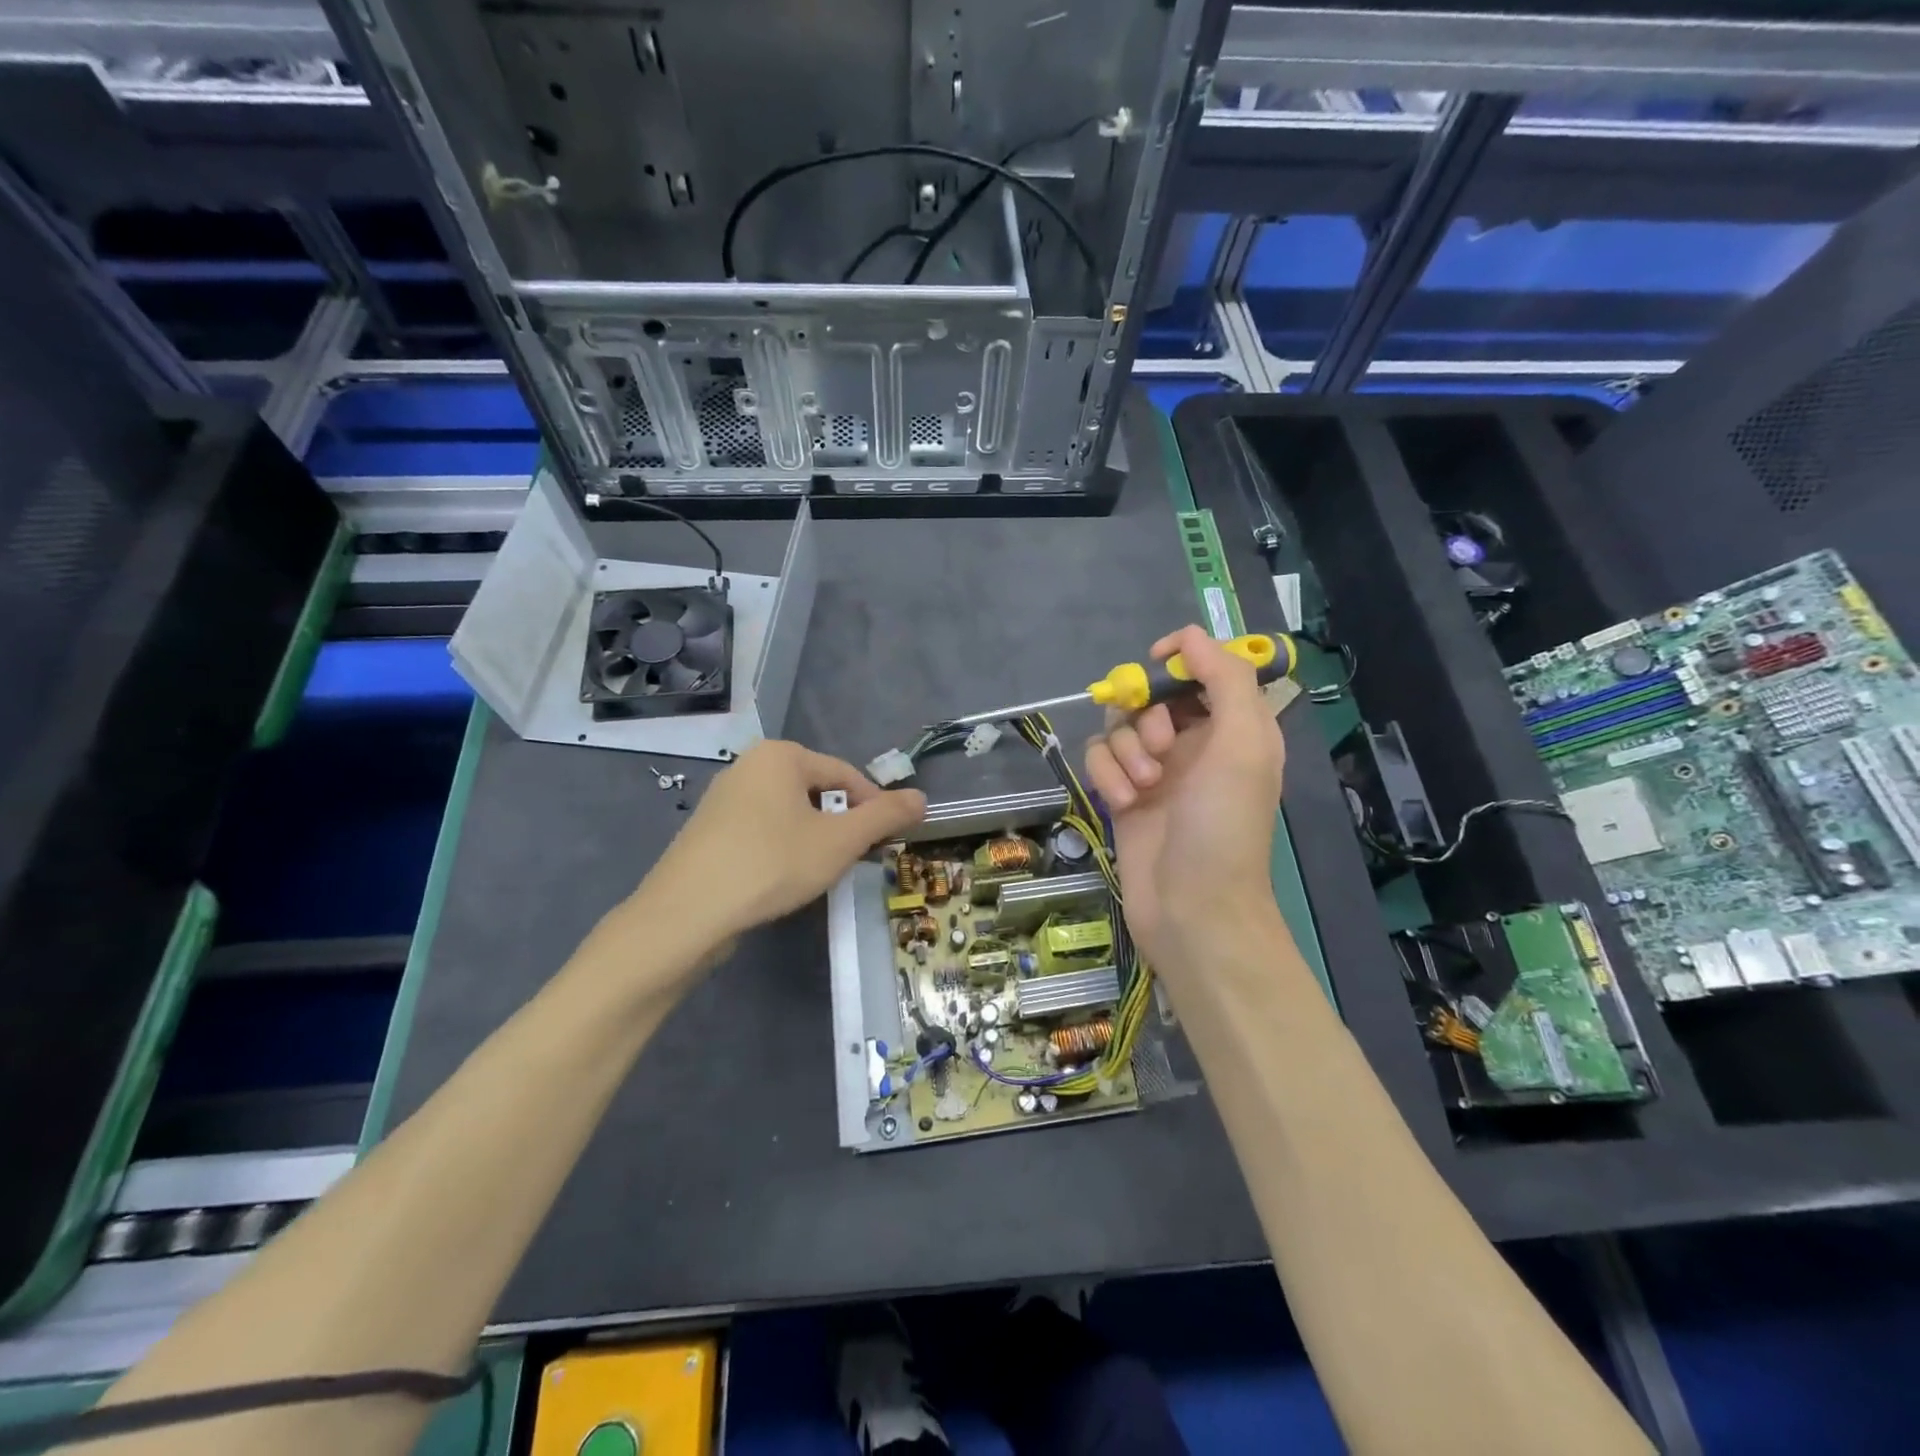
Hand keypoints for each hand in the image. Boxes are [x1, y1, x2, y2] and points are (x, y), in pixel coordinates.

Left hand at [636, 740, 925, 945]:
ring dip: (813, 840)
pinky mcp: (708, 831)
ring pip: (789, 814)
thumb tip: (922, 797)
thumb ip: (885, 816)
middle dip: (841, 825)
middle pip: (816, 792)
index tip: (886, 843)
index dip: (874, 808)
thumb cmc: (771, 864)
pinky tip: (781, 880)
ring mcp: (723, 798)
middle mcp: (748, 765)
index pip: (846, 775)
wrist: (686, 914)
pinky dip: (781, 850)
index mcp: (780, 755)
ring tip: (818, 874)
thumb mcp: (840, 841)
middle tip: (853, 861)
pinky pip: (761, 831)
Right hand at [1084, 626, 1285, 974]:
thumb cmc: (1224, 826)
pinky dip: (1106, 774)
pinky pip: (1100, 759)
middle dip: (1146, 715)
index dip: (1180, 657)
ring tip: (1142, 786)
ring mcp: (1156, 770)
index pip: (1204, 668)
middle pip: (1151, 694)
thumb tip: (1191, 636)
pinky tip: (1122, 802)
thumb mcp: (1244, 745)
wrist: (1193, 908)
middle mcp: (1195, 742)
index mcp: (1234, 727)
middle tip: (1160, 748)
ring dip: (1124, 750)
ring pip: (1119, 726)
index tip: (1155, 662)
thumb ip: (1226, 680)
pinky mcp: (1124, 794)